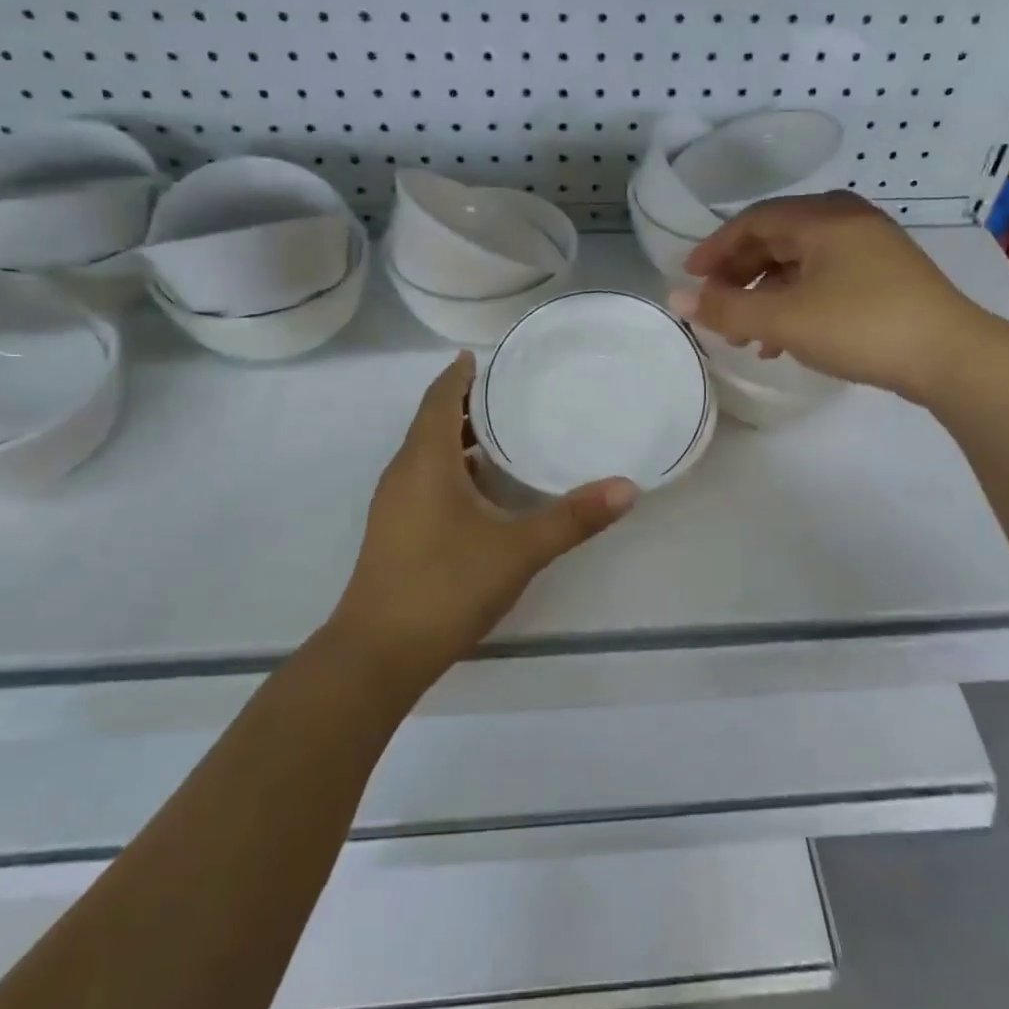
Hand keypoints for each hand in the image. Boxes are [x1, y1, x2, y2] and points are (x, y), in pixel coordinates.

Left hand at [331, 353, 636, 674]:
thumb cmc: (447, 585)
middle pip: (430, 424)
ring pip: (425, 456)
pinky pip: (422, 483)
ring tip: (497, 435)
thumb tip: (627, 488)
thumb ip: (573, 518)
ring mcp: (393, 506)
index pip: (438, 400)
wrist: (380, 652)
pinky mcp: (394, 534)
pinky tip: (480, 493)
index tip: (476, 356)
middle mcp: (403, 475)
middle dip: (461, 405)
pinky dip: (449, 471)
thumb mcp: (519, 550)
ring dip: (455, 440)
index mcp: (425, 462)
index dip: (456, 375)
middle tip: (504, 393)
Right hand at [669, 192, 989, 401]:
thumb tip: (677, 299)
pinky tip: (785, 341)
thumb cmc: (860, 326)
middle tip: (715, 306)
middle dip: (740, 274)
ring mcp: (871, 248)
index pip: (753, 221)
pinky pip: (824, 280)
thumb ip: (726, 309)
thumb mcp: (784, 319)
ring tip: (746, 334)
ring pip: (800, 263)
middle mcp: (847, 221)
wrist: (951, 356)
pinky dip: (796, 303)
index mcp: (822, 218)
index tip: (689, 278)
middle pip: (776, 239)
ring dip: (766, 294)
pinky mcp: (885, 277)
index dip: (715, 248)